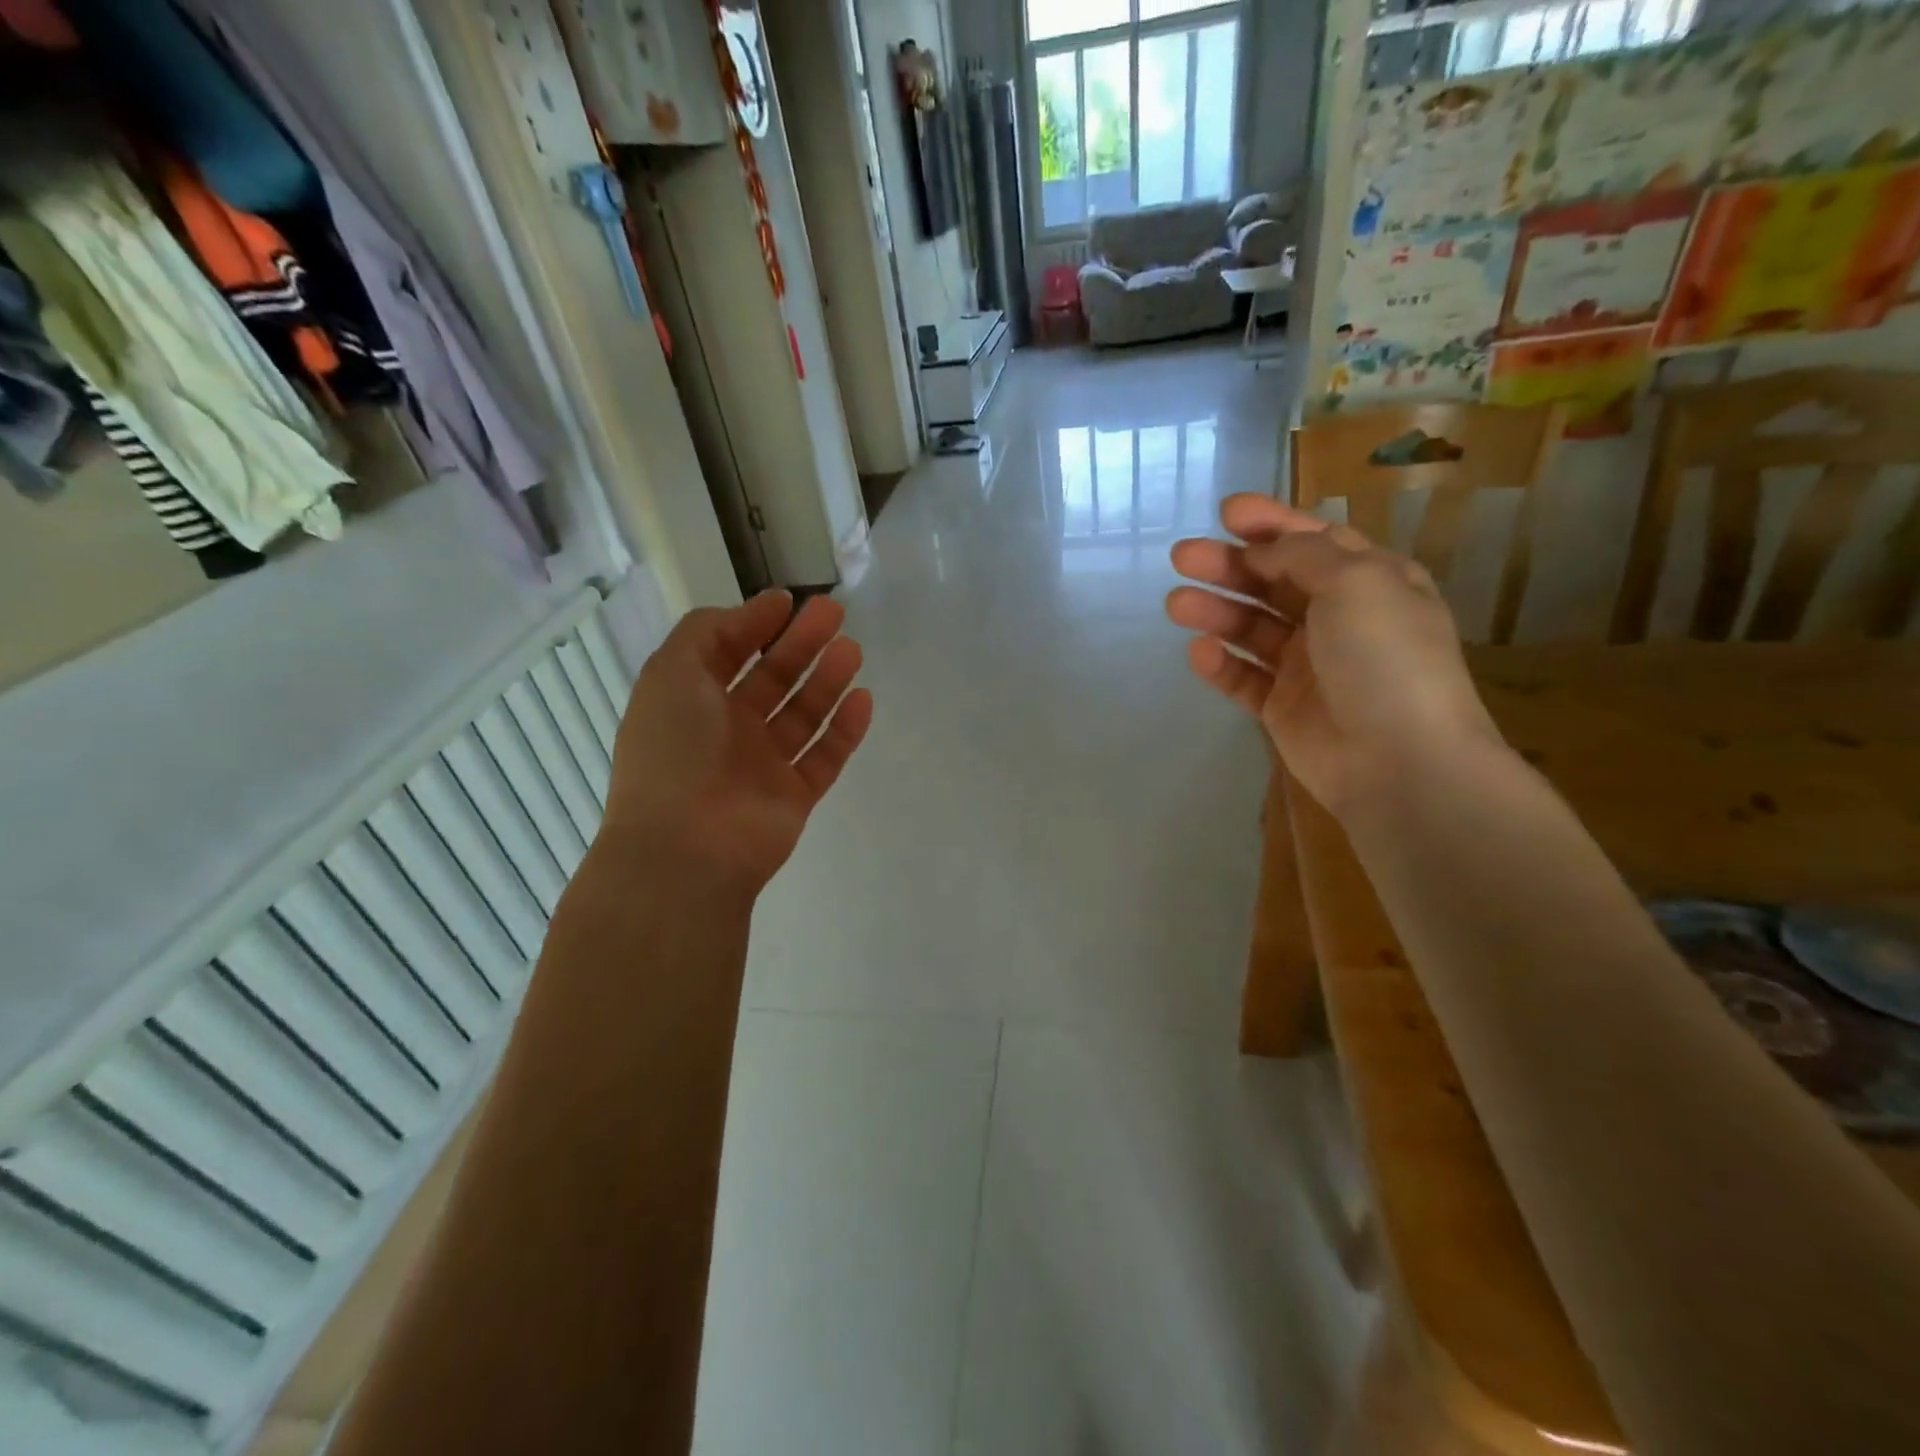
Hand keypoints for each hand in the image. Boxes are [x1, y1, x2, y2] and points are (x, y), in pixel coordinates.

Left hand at [602, 591, 872, 895]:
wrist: (689, 847)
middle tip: (835, 613)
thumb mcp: (672, 672)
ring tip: (852, 649)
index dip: (754, 624)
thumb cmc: (675, 750)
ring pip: (802, 714)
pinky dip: (844, 729)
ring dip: (827, 680)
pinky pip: (825, 756)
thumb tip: (754, 611)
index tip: (788, 601)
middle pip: (772, 679)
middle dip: (801, 644)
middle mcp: (726, 730)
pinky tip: (862, 699)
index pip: (727, 653)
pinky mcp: (794, 795)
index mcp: (691, 701)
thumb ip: (708, 631)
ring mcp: (762, 765)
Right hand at [1166, 494, 1502, 815]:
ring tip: (1176, 604)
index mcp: (1370, 582)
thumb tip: (1264, 550)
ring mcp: (1308, 665)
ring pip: (1252, 629)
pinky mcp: (1282, 707)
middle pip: (1274, 582)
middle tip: (1182, 556)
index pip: (1315, 541)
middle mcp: (1339, 619)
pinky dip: (1220, 663)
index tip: (1225, 512)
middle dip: (1229, 565)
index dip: (1271, 523)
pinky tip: (1199, 652)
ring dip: (1216, 612)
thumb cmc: (1385, 659)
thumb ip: (1304, 555)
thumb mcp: (1357, 583)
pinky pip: (1244, 677)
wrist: (1399, 761)